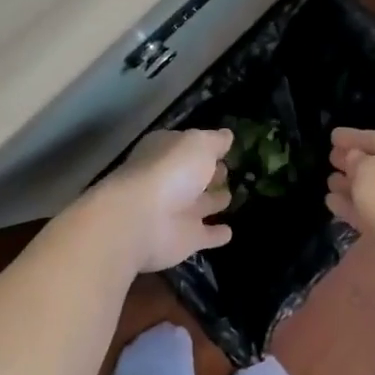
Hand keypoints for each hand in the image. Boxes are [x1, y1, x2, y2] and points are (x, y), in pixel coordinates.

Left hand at [88, 128, 233, 273]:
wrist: (143, 220)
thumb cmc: (170, 171)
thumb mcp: (198, 144)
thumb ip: (215, 140)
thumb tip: (227, 135)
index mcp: (167, 152)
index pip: (189, 146)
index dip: (206, 146)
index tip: (226, 148)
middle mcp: (171, 180)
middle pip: (196, 175)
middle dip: (212, 174)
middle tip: (229, 171)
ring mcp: (177, 211)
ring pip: (202, 204)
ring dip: (215, 201)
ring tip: (231, 197)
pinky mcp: (186, 239)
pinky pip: (206, 235)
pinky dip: (216, 235)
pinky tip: (229, 232)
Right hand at [327, 127, 374, 259]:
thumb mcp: (368, 169)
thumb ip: (356, 160)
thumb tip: (353, 159)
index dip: (354, 137)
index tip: (332, 135)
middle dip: (353, 162)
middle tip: (331, 157)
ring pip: (373, 190)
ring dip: (351, 186)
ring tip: (329, 180)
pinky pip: (370, 212)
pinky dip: (352, 206)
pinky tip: (331, 202)